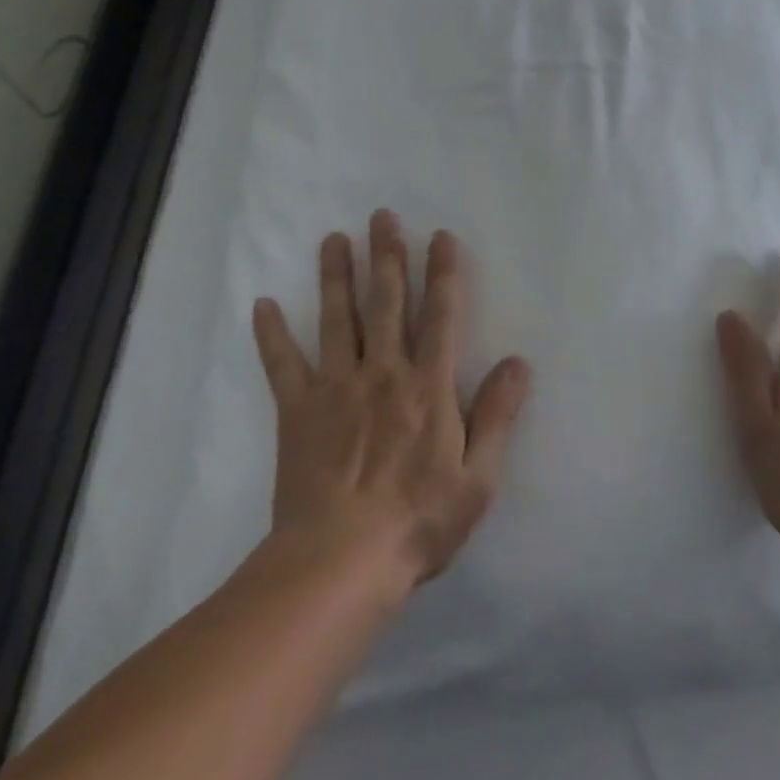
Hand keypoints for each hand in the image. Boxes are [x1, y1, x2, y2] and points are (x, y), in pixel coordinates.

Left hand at [252, 210, 529, 594]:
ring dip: (336, 276)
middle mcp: (382, 372)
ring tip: (334, 238)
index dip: (443, 273)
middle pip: (386, 302)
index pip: (440, 315)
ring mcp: (336, 387)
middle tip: (382, 216)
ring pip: (337, 319)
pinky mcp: (297, 411)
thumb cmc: (418, 522)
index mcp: (427, 386)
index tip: (441, 236)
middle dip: (387, 256)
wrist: (339, 563)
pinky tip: (262, 304)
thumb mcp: (477, 477)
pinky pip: (282, 365)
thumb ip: (497, 416)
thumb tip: (517, 362)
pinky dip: (271, 334)